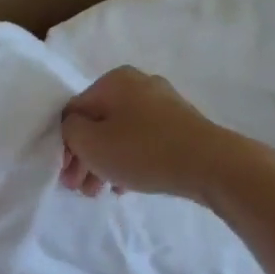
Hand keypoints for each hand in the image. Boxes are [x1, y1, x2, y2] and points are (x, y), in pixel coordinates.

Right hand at [59, 67, 226, 199]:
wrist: (210, 164)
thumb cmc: (142, 150)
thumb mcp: (91, 142)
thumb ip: (70, 131)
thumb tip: (75, 128)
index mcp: (114, 81)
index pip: (74, 111)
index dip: (64, 145)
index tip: (65, 175)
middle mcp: (139, 84)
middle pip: (98, 123)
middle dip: (85, 158)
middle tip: (79, 189)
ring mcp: (163, 104)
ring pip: (120, 134)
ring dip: (104, 163)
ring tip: (100, 192)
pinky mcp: (181, 125)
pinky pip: (143, 142)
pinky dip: (129, 161)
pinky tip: (125, 186)